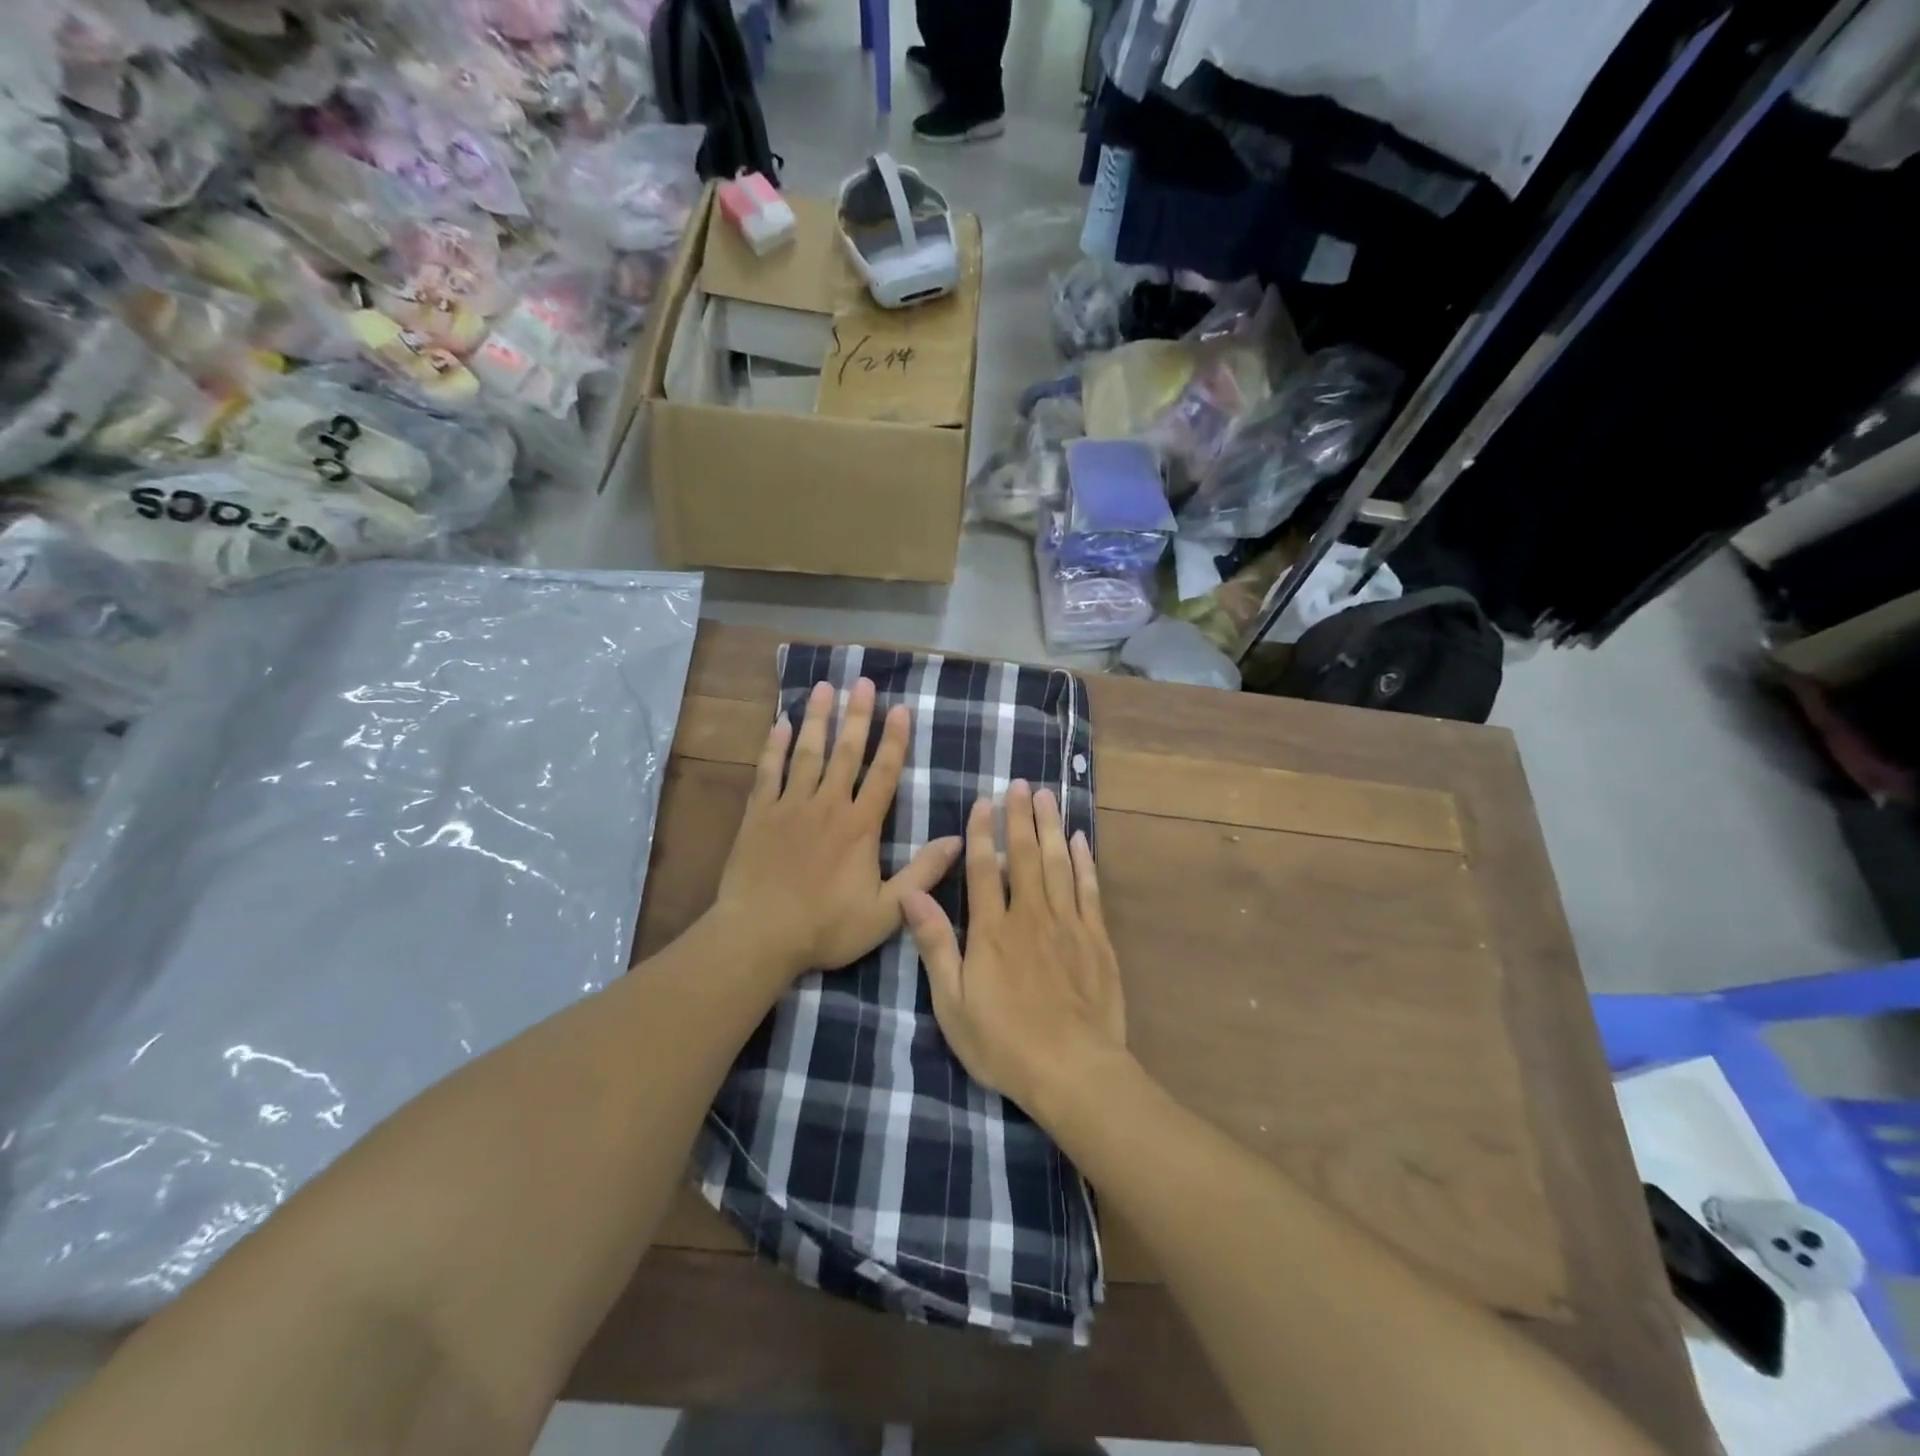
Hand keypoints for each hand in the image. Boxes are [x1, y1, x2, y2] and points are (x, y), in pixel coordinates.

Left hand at [712, 677, 961, 981]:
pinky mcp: (758, 814)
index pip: (883, 774)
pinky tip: (781, 723)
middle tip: (862, 681)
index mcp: (860, 826)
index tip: (900, 708)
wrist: (759, 935)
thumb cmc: (826, 926)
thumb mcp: (886, 910)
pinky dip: (775, 746)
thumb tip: (959, 840)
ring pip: (807, 753)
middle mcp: (827, 805)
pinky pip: (768, 772)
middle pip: (845, 753)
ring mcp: (790, 806)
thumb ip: (923, 873)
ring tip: (824, 688)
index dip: (894, 740)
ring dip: (818, 719)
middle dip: (857, 715)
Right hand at [902, 780, 1126, 1115]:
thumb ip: (935, 945)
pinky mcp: (1097, 939)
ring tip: (1048, 796)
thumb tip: (912, 895)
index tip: (984, 801)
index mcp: (991, 930)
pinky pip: (1090, 889)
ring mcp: (1067, 924)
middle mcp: (1030, 915)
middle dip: (1020, 816)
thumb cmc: (1004, 1043)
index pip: (984, 869)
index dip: (982, 832)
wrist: (1074, 1071)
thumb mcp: (953, 1003)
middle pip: (1024, 855)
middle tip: (1021, 783)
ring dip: (1052, 827)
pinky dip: (1085, 861)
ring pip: (1059, 863)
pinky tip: (1081, 840)